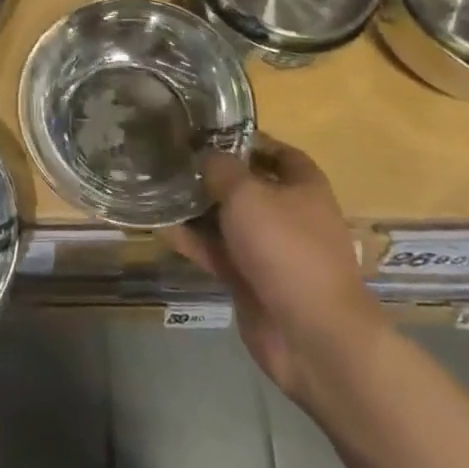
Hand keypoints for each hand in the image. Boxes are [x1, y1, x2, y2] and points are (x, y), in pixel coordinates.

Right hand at [161, 138, 375, 395]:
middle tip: (171, 158)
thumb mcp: (248, 193)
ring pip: (227, 220)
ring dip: (196, 208)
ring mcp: (269, 250)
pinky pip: (217, 252)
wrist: (311, 335)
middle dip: (211, 174)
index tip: (206, 132)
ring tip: (157, 188)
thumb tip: (205, 155)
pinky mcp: (250, 280)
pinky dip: (192, 241)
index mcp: (303, 185)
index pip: (275, 151)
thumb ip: (221, 168)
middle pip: (246, 185)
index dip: (244, 139)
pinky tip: (159, 226)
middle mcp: (289, 214)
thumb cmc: (286, 247)